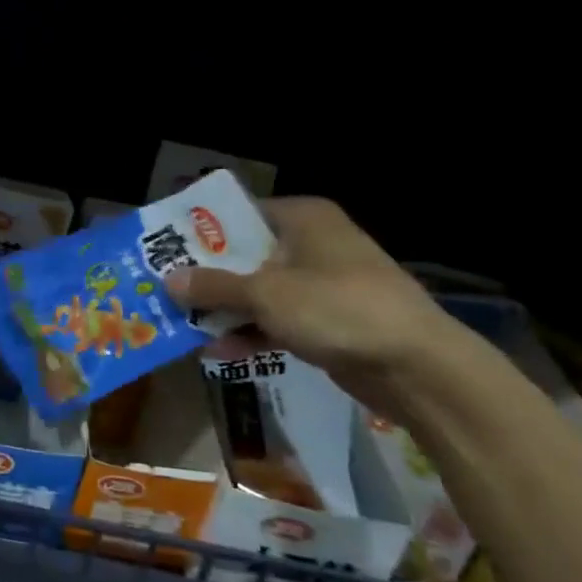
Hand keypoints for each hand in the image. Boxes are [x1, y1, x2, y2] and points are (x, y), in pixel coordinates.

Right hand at [164, 196, 462, 407]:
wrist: (418, 367)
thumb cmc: (338, 308)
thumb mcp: (266, 295)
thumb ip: (213, 287)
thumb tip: (167, 281)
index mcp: (302, 218)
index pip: (238, 214)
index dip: (199, 233)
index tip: (163, 251)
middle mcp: (311, 243)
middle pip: (244, 255)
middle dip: (207, 278)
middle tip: (165, 291)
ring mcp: (321, 283)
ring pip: (258, 291)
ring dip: (225, 310)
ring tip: (183, 325)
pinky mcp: (328, 320)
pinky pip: (277, 319)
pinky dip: (251, 332)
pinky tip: (217, 352)